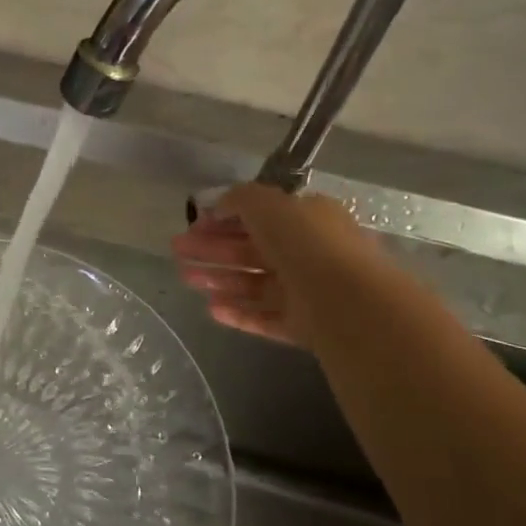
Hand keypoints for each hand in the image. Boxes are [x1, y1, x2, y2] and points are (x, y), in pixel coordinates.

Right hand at [170, 184, 364, 349]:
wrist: (347, 302)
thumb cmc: (307, 244)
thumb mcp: (269, 204)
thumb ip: (240, 199)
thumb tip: (219, 204)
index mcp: (308, 219)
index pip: (261, 216)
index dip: (225, 217)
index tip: (193, 224)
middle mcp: (309, 252)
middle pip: (252, 249)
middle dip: (213, 249)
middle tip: (178, 250)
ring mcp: (307, 292)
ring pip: (254, 283)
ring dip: (219, 279)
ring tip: (186, 279)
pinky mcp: (303, 326)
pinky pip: (264, 317)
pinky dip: (238, 312)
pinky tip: (211, 310)